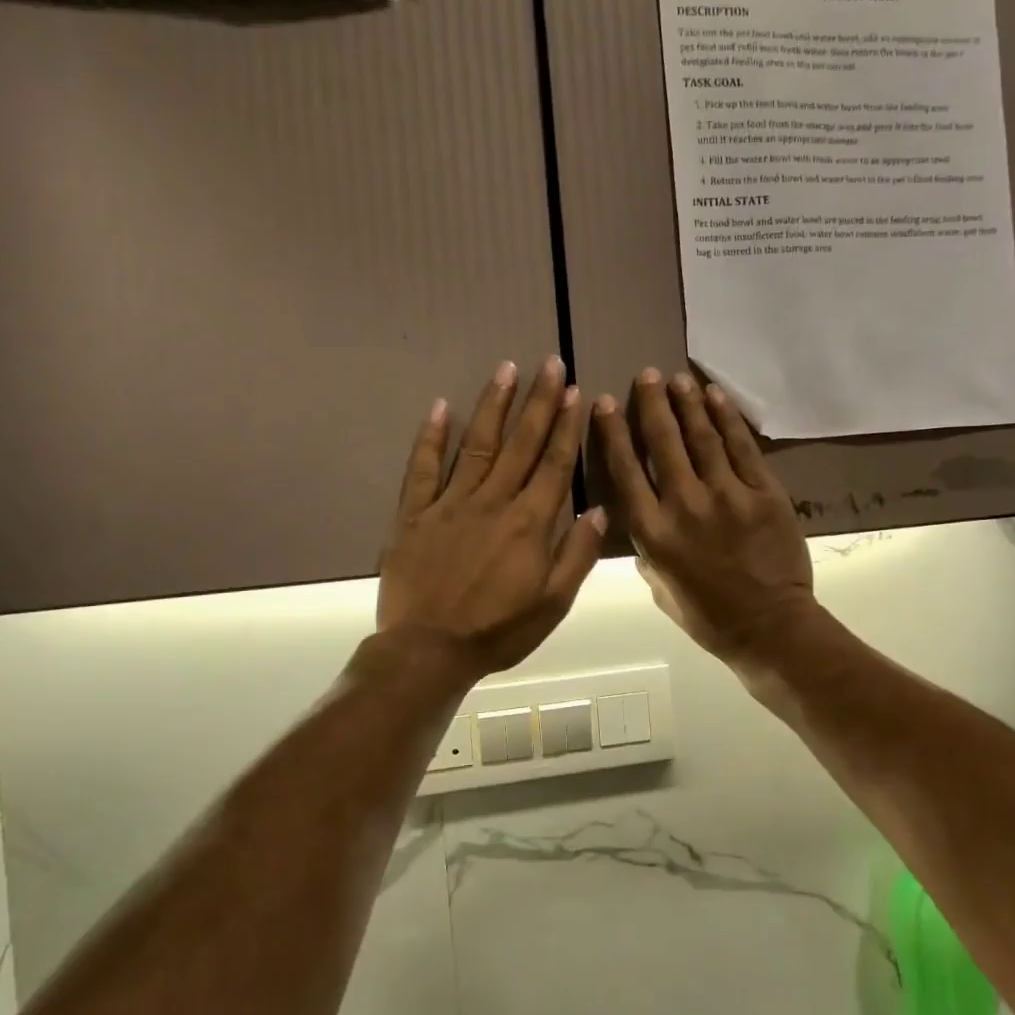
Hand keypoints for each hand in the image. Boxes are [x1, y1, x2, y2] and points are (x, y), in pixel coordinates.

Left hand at [378, 357, 604, 684]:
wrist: (428, 651)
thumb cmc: (498, 631)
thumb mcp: (553, 604)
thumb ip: (577, 555)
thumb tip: (599, 510)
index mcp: (529, 523)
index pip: (554, 464)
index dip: (566, 426)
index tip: (574, 392)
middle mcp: (493, 502)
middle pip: (521, 443)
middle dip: (538, 401)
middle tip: (549, 364)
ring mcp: (450, 503)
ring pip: (477, 445)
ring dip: (493, 405)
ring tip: (506, 369)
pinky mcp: (415, 513)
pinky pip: (423, 468)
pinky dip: (431, 437)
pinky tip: (441, 407)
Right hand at [593, 369, 814, 670]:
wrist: (770, 627)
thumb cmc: (708, 616)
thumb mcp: (660, 587)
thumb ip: (647, 548)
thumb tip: (643, 516)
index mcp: (653, 532)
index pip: (626, 470)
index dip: (613, 432)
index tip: (604, 402)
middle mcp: (684, 504)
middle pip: (662, 442)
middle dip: (651, 403)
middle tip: (646, 375)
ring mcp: (727, 495)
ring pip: (701, 437)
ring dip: (687, 403)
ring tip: (676, 379)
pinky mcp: (763, 492)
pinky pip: (742, 446)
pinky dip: (727, 418)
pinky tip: (714, 396)